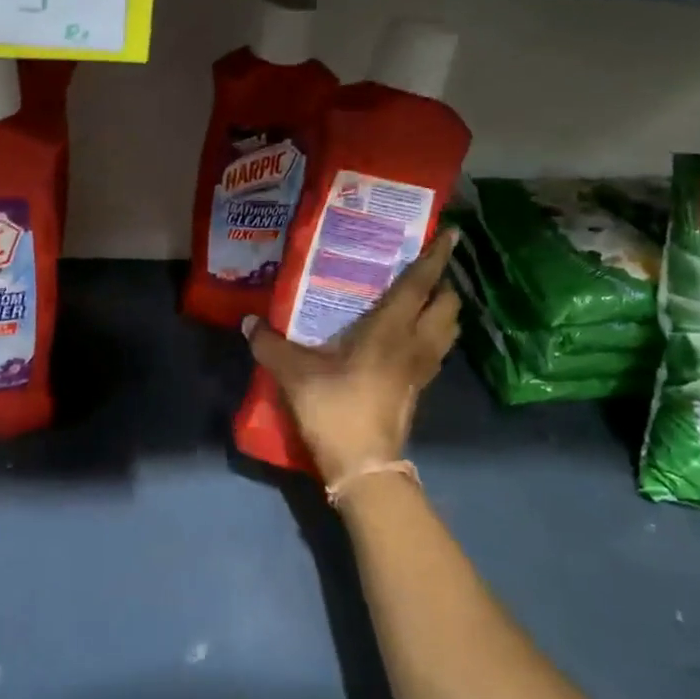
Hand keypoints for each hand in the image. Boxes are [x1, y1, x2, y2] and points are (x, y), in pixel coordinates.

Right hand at [244, 228, 461, 486]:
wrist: (364, 465)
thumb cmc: (335, 408)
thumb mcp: (295, 374)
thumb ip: (271, 345)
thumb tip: (249, 322)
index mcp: (391, 330)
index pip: (421, 284)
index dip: (436, 257)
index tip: (449, 233)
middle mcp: (415, 343)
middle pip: (447, 305)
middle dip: (443, 284)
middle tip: (424, 270)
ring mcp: (422, 368)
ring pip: (448, 329)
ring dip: (443, 311)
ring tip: (422, 300)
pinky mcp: (420, 389)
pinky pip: (436, 351)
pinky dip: (433, 336)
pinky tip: (410, 338)